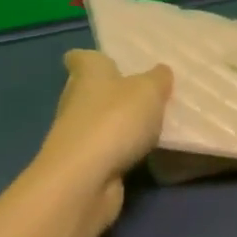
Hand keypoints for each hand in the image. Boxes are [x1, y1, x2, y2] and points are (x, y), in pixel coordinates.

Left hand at [36, 50, 172, 223]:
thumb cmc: (115, 120)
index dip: (92, 58)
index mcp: (88, 73)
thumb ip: (158, 79)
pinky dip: (123, 149)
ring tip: (155, 123)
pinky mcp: (84, 164)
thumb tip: (160, 72)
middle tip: (146, 92)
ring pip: (100, 121)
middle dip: (113, 91)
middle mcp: (76, 100)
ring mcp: (77, 134)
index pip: (80, 58)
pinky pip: (108, 149)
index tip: (109, 61)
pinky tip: (146, 152)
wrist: (86, 179)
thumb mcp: (149, 91)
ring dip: (120, 123)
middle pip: (91, 89)